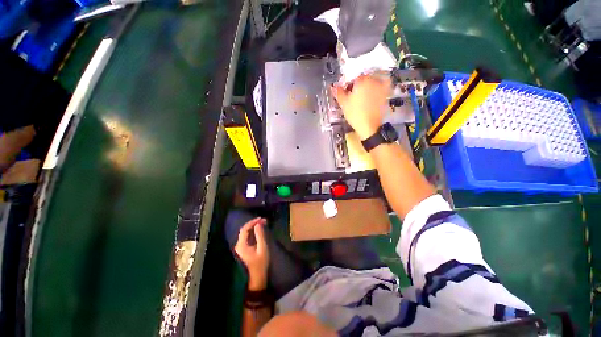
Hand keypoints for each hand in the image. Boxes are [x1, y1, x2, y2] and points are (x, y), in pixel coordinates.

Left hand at [235, 217, 268, 290]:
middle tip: (263, 220)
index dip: (252, 222)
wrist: (257, 276)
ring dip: (253, 227)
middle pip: (244, 230)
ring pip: (246, 232)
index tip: (261, 218)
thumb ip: (260, 235)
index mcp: (241, 245)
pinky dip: (253, 231)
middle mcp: (239, 245)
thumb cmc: (261, 263)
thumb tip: (258, 224)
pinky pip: (247, 236)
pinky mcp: (244, 248)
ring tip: (262, 223)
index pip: (245, 229)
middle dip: (253, 223)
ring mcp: (240, 247)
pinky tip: (259, 229)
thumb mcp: (262, 248)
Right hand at [332, 75, 391, 139]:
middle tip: (353, 95)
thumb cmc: (356, 115)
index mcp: (361, 80)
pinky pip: (383, 86)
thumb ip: (338, 93)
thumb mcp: (343, 104)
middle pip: (363, 79)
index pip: (353, 78)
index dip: (348, 85)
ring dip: (367, 86)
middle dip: (358, 85)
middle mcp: (373, 81)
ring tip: (362, 97)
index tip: (346, 92)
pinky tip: (374, 93)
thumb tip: (334, 87)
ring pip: (373, 82)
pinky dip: (379, 87)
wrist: (369, 126)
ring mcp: (381, 87)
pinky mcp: (386, 94)